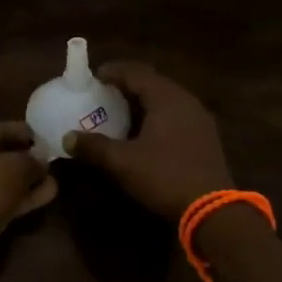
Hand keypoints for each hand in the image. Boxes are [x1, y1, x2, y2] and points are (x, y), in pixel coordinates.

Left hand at [0, 122, 56, 261]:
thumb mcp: (16, 166)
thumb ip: (33, 159)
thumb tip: (43, 160)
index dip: (23, 133)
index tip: (46, 137)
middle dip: (26, 160)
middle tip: (51, 160)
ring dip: (26, 180)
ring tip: (54, 180)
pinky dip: (19, 196)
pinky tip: (46, 195)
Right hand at [62, 62, 233, 219]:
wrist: (213, 210)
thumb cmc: (164, 176)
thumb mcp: (123, 163)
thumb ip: (94, 146)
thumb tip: (68, 138)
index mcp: (166, 98)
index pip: (136, 71)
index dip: (112, 71)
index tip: (93, 78)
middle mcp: (185, 100)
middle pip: (152, 82)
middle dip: (126, 86)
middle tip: (103, 95)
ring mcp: (199, 119)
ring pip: (166, 99)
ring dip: (143, 102)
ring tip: (121, 114)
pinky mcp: (206, 137)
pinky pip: (176, 115)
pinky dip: (157, 116)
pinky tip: (145, 134)